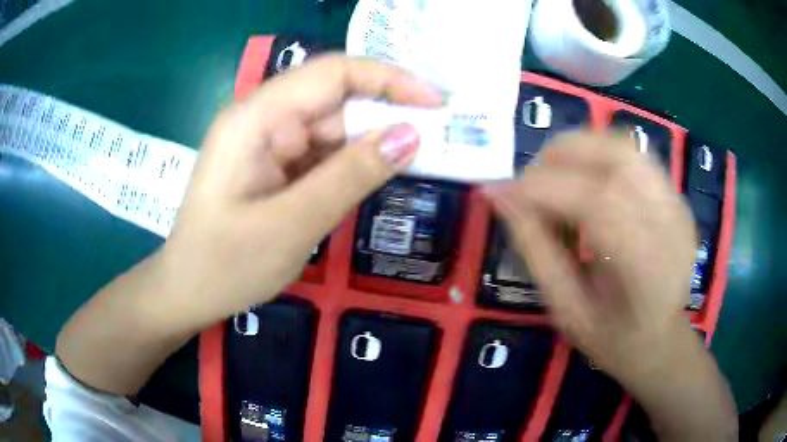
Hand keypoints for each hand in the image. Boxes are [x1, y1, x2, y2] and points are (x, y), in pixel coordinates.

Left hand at [159, 55, 442, 329]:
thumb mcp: (292, 225)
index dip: (390, 79)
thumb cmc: (225, 266)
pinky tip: (377, 175)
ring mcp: (268, 141)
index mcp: (256, 118)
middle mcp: (263, 118)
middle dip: (388, 114)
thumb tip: (411, 135)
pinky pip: (322, 152)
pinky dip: (353, 162)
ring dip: (373, 141)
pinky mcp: (274, 163)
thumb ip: (351, 175)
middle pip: (336, 98)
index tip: (437, 103)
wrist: (188, 292)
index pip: (333, 73)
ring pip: (333, 127)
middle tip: (440, 140)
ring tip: (420, 160)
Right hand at [485, 131, 697, 379]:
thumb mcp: (566, 308)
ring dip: (582, 148)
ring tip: (556, 172)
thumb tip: (499, 194)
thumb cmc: (612, 338)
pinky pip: (636, 157)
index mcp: (646, 270)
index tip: (505, 191)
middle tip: (530, 177)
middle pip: (618, 159)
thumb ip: (535, 249)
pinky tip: (586, 179)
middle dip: (563, 155)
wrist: (660, 341)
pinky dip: (602, 155)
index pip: (597, 204)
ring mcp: (677, 207)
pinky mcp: (677, 198)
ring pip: (627, 148)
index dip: (545, 188)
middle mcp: (670, 227)